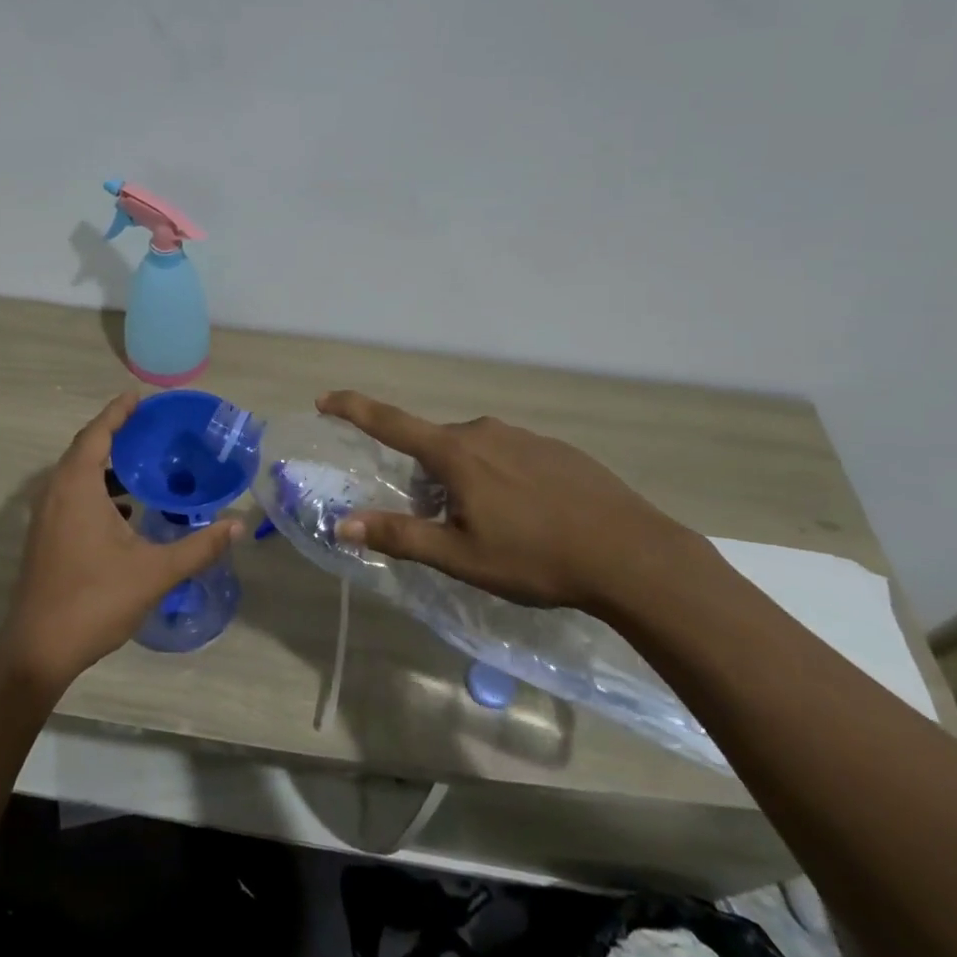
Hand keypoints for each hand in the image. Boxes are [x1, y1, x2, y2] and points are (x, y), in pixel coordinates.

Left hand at [0, 392, 238, 692]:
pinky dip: (97, 489)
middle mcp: (55, 493)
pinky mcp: (45, 537)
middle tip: (149, 428)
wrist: (39, 649)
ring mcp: (45, 516)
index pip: (97, 434)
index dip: (117, 412)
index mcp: (77, 488)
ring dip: (106, 465)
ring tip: (143, 466)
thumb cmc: (96, 600)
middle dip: (115, 434)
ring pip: (76, 475)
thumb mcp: (155, 572)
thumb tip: (237, 525)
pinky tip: (125, 510)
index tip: (139, 397)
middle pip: (84, 449)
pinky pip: (71, 495)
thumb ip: (198, 546)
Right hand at [316, 390, 712, 613]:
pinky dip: (502, 480)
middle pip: (435, 448)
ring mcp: (524, 436)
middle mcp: (484, 432)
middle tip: (443, 524)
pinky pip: (509, 456)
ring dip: (466, 480)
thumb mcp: (460, 556)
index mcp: (455, 453)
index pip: (390, 422)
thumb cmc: (535, 557)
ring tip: (492, 528)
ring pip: (474, 453)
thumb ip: (400, 536)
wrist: (632, 555)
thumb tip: (344, 524)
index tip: (324, 399)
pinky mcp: (556, 449)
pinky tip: (530, 517)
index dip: (353, 409)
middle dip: (426, 478)